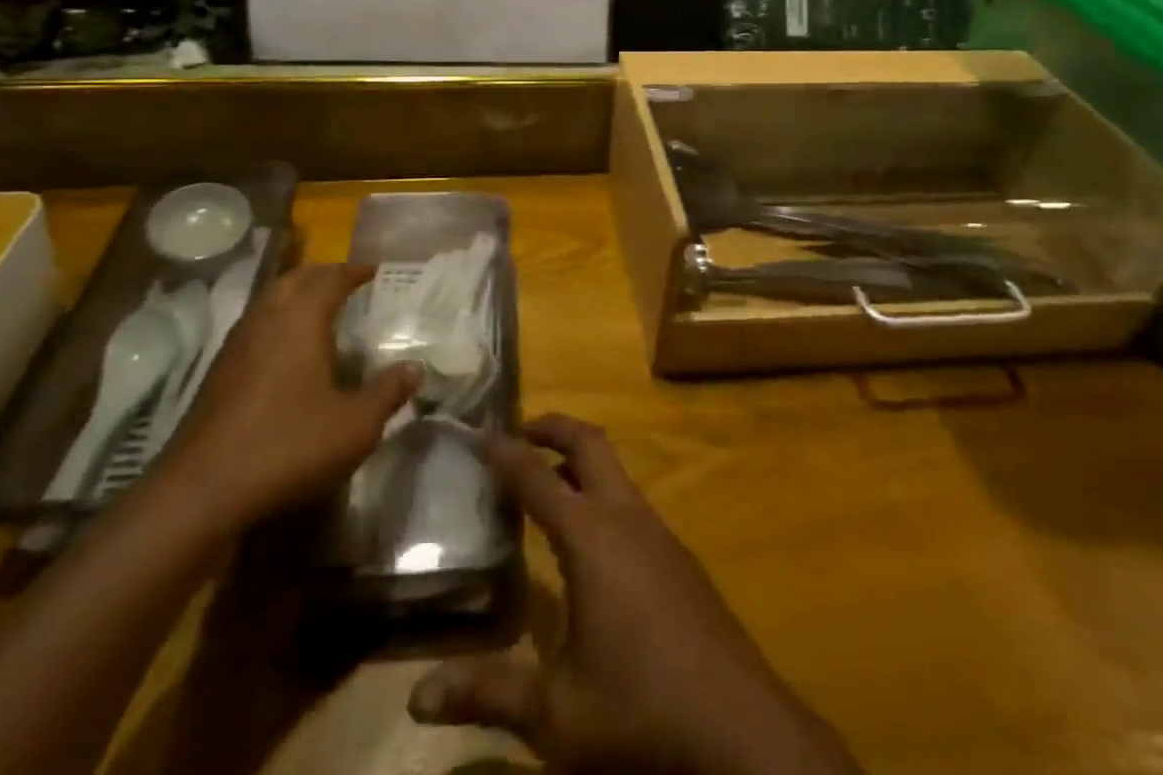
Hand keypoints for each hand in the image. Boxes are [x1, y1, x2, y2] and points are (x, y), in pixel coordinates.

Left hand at [155, 262, 420, 530]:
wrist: (202, 492)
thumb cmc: (289, 445)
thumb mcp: (355, 425)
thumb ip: (388, 393)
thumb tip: (416, 368)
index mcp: (301, 318)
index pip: (331, 278)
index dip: (354, 271)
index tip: (374, 270)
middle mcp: (267, 319)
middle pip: (295, 279)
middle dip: (322, 275)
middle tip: (346, 281)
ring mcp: (236, 345)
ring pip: (269, 301)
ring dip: (295, 295)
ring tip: (319, 310)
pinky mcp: (218, 373)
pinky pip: (255, 327)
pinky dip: (277, 323)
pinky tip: (287, 352)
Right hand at [407, 415, 860, 774]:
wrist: (745, 734)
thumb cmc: (642, 713)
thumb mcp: (557, 714)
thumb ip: (489, 694)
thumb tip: (416, 698)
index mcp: (591, 537)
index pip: (537, 476)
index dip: (505, 452)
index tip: (478, 433)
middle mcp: (627, 519)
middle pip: (589, 444)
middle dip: (553, 427)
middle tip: (518, 434)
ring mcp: (661, 535)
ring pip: (616, 472)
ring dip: (580, 462)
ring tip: (546, 484)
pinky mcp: (681, 560)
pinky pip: (632, 505)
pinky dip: (602, 496)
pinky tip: (592, 545)